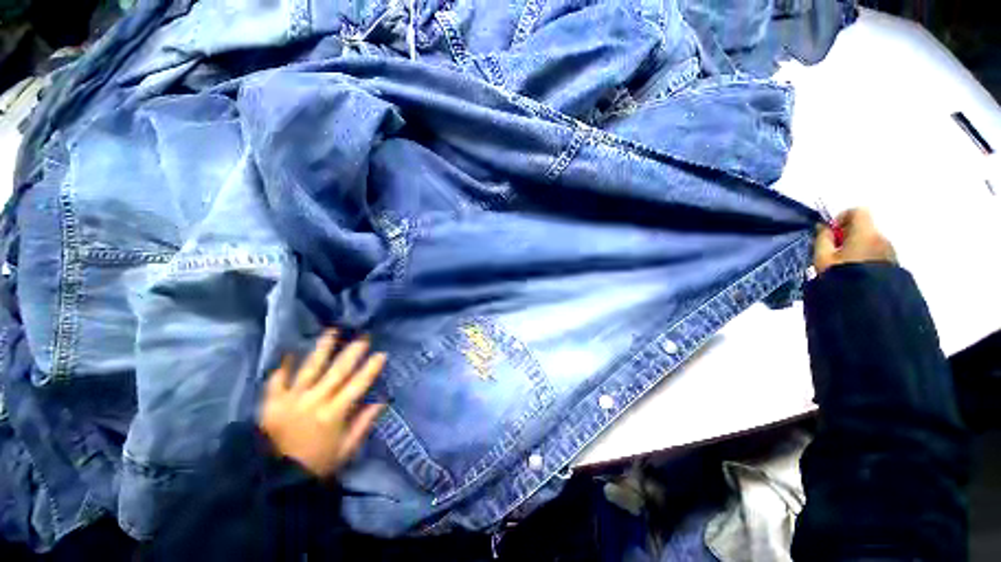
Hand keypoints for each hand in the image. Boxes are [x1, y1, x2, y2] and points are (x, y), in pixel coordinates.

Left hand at [260, 330, 386, 477]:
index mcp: (334, 414)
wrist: (274, 480)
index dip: (371, 369)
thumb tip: (381, 401)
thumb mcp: (346, 449)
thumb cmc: (316, 464)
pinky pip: (276, 381)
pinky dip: (283, 366)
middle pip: (337, 371)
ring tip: (332, 331)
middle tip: (363, 337)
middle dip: (352, 352)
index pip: (358, 385)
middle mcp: (314, 402)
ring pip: (310, 368)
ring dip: (322, 348)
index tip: (381, 354)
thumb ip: (363, 424)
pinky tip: (290, 352)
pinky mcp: (271, 403)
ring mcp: (291, 400)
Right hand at [814, 208, 896, 274]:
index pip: (857, 211)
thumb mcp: (822, 257)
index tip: (831, 233)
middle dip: (848, 236)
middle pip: (864, 228)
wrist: (869, 302)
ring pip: (870, 242)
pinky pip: (876, 254)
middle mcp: (881, 238)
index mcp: (865, 232)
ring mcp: (890, 251)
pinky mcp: (893, 264)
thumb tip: (823, 227)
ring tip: (844, 266)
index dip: (842, 218)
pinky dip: (865, 258)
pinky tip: (856, 273)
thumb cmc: (841, 275)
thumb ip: (822, 238)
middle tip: (833, 253)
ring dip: (857, 249)